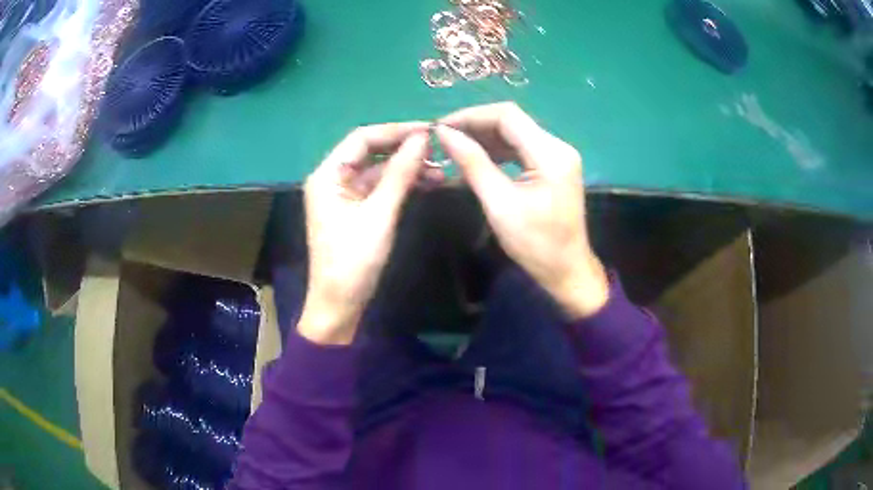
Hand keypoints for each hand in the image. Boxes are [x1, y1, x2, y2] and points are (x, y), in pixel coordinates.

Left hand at [299, 122, 429, 344]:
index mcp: (328, 174)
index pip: (362, 138)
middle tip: (439, 149)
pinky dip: (402, 185)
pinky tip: (428, 183)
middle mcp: (333, 178)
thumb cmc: (353, 261)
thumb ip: (400, 173)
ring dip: (407, 168)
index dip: (396, 130)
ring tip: (441, 169)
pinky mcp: (356, 209)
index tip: (430, 130)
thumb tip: (423, 138)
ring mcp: (344, 194)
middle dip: (404, 149)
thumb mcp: (379, 214)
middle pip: (371, 152)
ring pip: (379, 170)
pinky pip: (380, 188)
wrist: (340, 305)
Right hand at [436, 103, 608, 318]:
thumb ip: (473, 164)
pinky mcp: (553, 167)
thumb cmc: (536, 244)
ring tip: (454, 147)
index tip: (441, 127)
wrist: (567, 271)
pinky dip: (498, 150)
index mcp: (550, 153)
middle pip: (512, 121)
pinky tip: (476, 157)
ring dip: (485, 137)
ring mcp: (557, 156)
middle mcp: (558, 147)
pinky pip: (521, 148)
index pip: (507, 116)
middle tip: (444, 138)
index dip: (471, 116)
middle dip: (476, 125)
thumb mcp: (500, 204)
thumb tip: (444, 134)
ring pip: (515, 133)